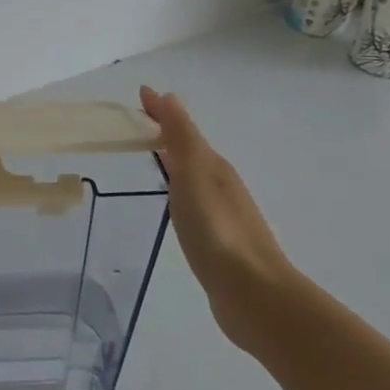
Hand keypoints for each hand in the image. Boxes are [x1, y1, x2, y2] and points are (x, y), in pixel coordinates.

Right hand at [140, 86, 297, 350]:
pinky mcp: (216, 240)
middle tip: (136, 123)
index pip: (182, 129)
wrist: (254, 294)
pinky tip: (170, 202)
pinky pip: (190, 201)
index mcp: (213, 167)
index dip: (161, 112)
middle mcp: (219, 184)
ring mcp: (220, 213)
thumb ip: (182, 138)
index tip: (140, 95)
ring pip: (190, 175)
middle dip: (164, 132)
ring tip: (149, 155)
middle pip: (188, 149)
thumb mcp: (195, 175)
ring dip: (172, 159)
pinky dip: (176, 188)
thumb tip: (169, 97)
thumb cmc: (218, 231)